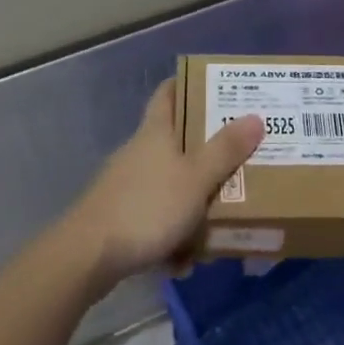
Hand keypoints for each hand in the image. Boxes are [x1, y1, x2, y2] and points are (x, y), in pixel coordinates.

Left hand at [68, 79, 262, 286]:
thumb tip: (255, 116)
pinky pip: (156, 217)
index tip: (216, 86)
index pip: (168, 93)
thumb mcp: (196, 178)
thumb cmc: (147, 207)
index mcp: (155, 132)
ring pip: (169, 183)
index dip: (188, 84)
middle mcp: (139, 152)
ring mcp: (127, 185)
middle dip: (205, 150)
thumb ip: (225, 150)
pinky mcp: (119, 217)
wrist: (88, 256)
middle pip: (175, 140)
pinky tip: (184, 260)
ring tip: (220, 220)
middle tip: (238, 154)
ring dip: (192, 201)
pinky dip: (172, 234)